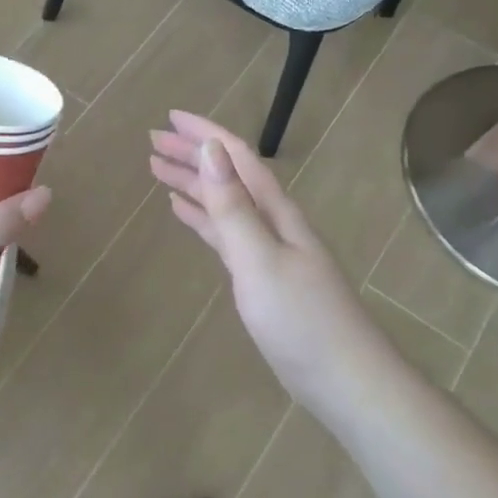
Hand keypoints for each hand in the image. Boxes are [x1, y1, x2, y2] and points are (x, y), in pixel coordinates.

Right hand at [150, 111, 392, 413]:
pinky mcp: (262, 277)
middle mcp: (274, 222)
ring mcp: (269, 250)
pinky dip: (203, 218)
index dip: (204, 134)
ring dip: (193, 183)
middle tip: (152, 141)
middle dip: (192, 154)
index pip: (237, 158)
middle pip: (228, 176)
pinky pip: (225, 233)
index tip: (168, 117)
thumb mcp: (260, 260)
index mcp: (277, 212)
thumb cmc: (301, 320)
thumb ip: (233, 208)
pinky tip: (184, 212)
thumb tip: (211, 150)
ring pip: (224, 203)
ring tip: (157, 169)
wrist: (345, 380)